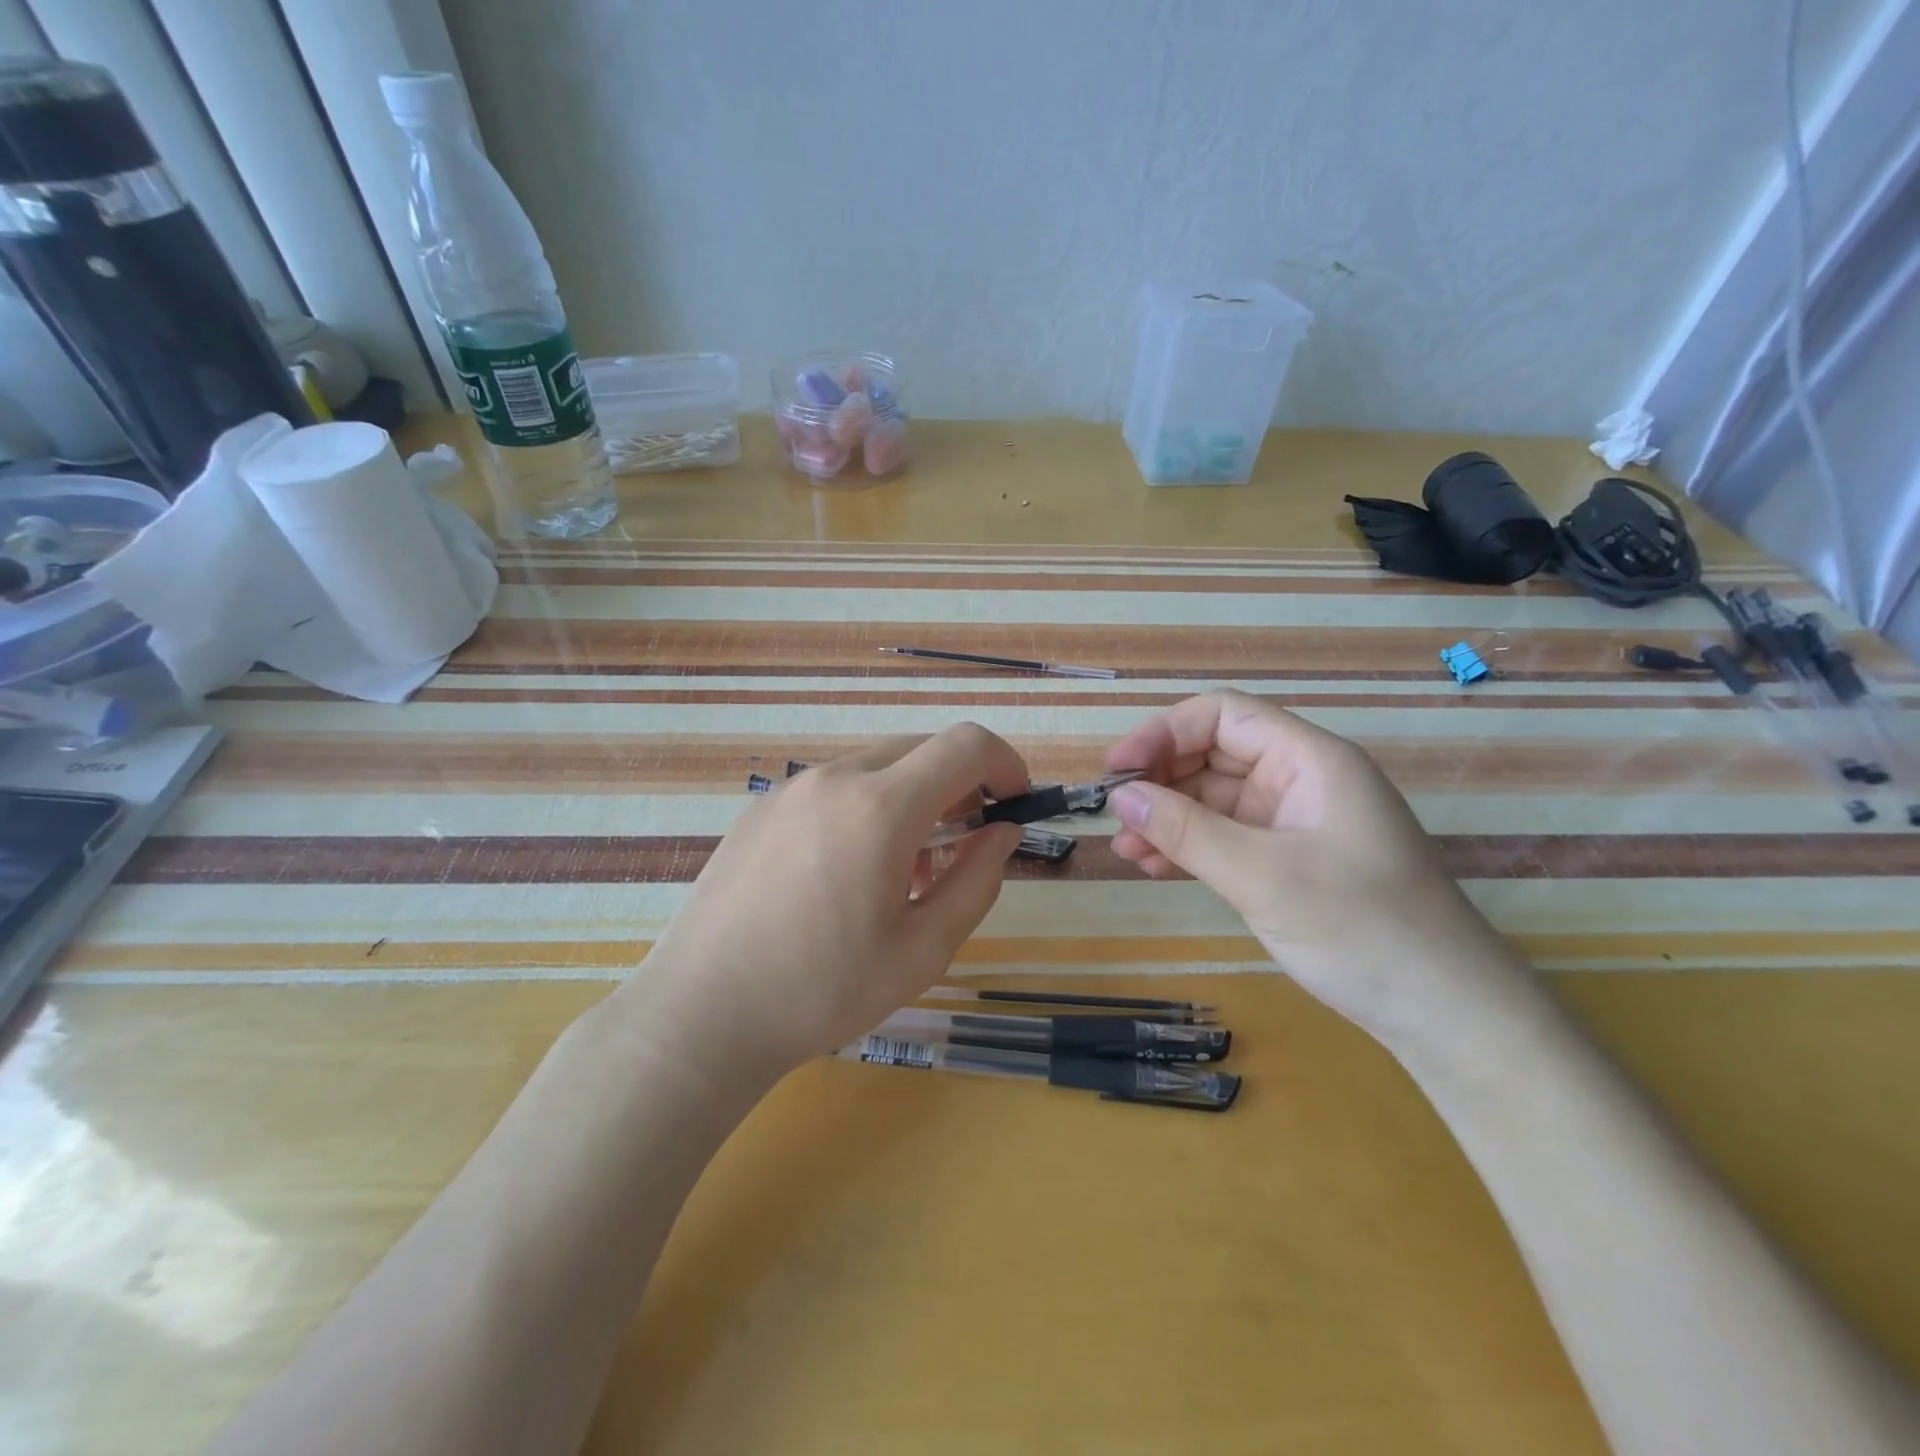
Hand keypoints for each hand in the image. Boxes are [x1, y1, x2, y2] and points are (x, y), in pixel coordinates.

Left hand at [611, 724, 1027, 1081]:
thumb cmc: (823, 990)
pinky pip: (833, 788)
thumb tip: (1003, 833)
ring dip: (911, 798)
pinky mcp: (760, 808)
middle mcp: (835, 778)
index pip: (965, 745)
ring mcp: (790, 788)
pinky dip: (865, 807)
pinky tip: (847, 872)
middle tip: (963, 845)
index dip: (1005, 763)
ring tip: (903, 870)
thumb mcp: (923, 949)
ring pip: (875, 767)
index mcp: (881, 806)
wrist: (702, 1014)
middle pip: (921, 749)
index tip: (1014, 803)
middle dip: (959, 784)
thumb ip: (977, 880)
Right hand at [1105, 690, 1538, 1047]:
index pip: (1223, 717)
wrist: (1444, 1013)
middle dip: (1160, 780)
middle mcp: (1300, 780)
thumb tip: (1120, 797)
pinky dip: (1189, 847)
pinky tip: (1154, 866)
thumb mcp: (1262, 876)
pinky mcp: (1288, 861)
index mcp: (1309, 761)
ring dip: (1167, 818)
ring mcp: (1293, 823)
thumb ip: (1186, 831)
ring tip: (1125, 850)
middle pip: (1213, 755)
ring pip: (1213, 800)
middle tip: (1115, 815)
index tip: (1118, 769)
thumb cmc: (1361, 929)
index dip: (1164, 733)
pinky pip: (1225, 837)